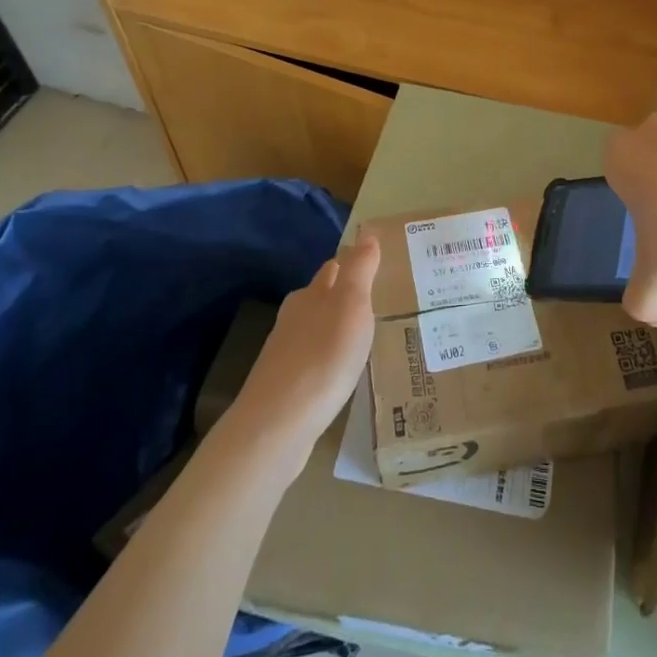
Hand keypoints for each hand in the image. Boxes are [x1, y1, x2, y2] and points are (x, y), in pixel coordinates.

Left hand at [229, 233, 378, 473]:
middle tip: (378, 300)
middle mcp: (295, 316)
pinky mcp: (285, 384)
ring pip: (316, 327)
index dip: (354, 264)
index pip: (335, 268)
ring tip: (365, 335)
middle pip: (322, 296)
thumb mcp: (351, 305)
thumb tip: (366, 233)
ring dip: (337, 326)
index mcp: (311, 294)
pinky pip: (313, 358)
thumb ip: (359, 270)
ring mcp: (286, 351)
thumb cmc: (323, 356)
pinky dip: (329, 356)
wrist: (278, 423)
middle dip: (345, 294)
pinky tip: (342, 369)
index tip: (378, 268)